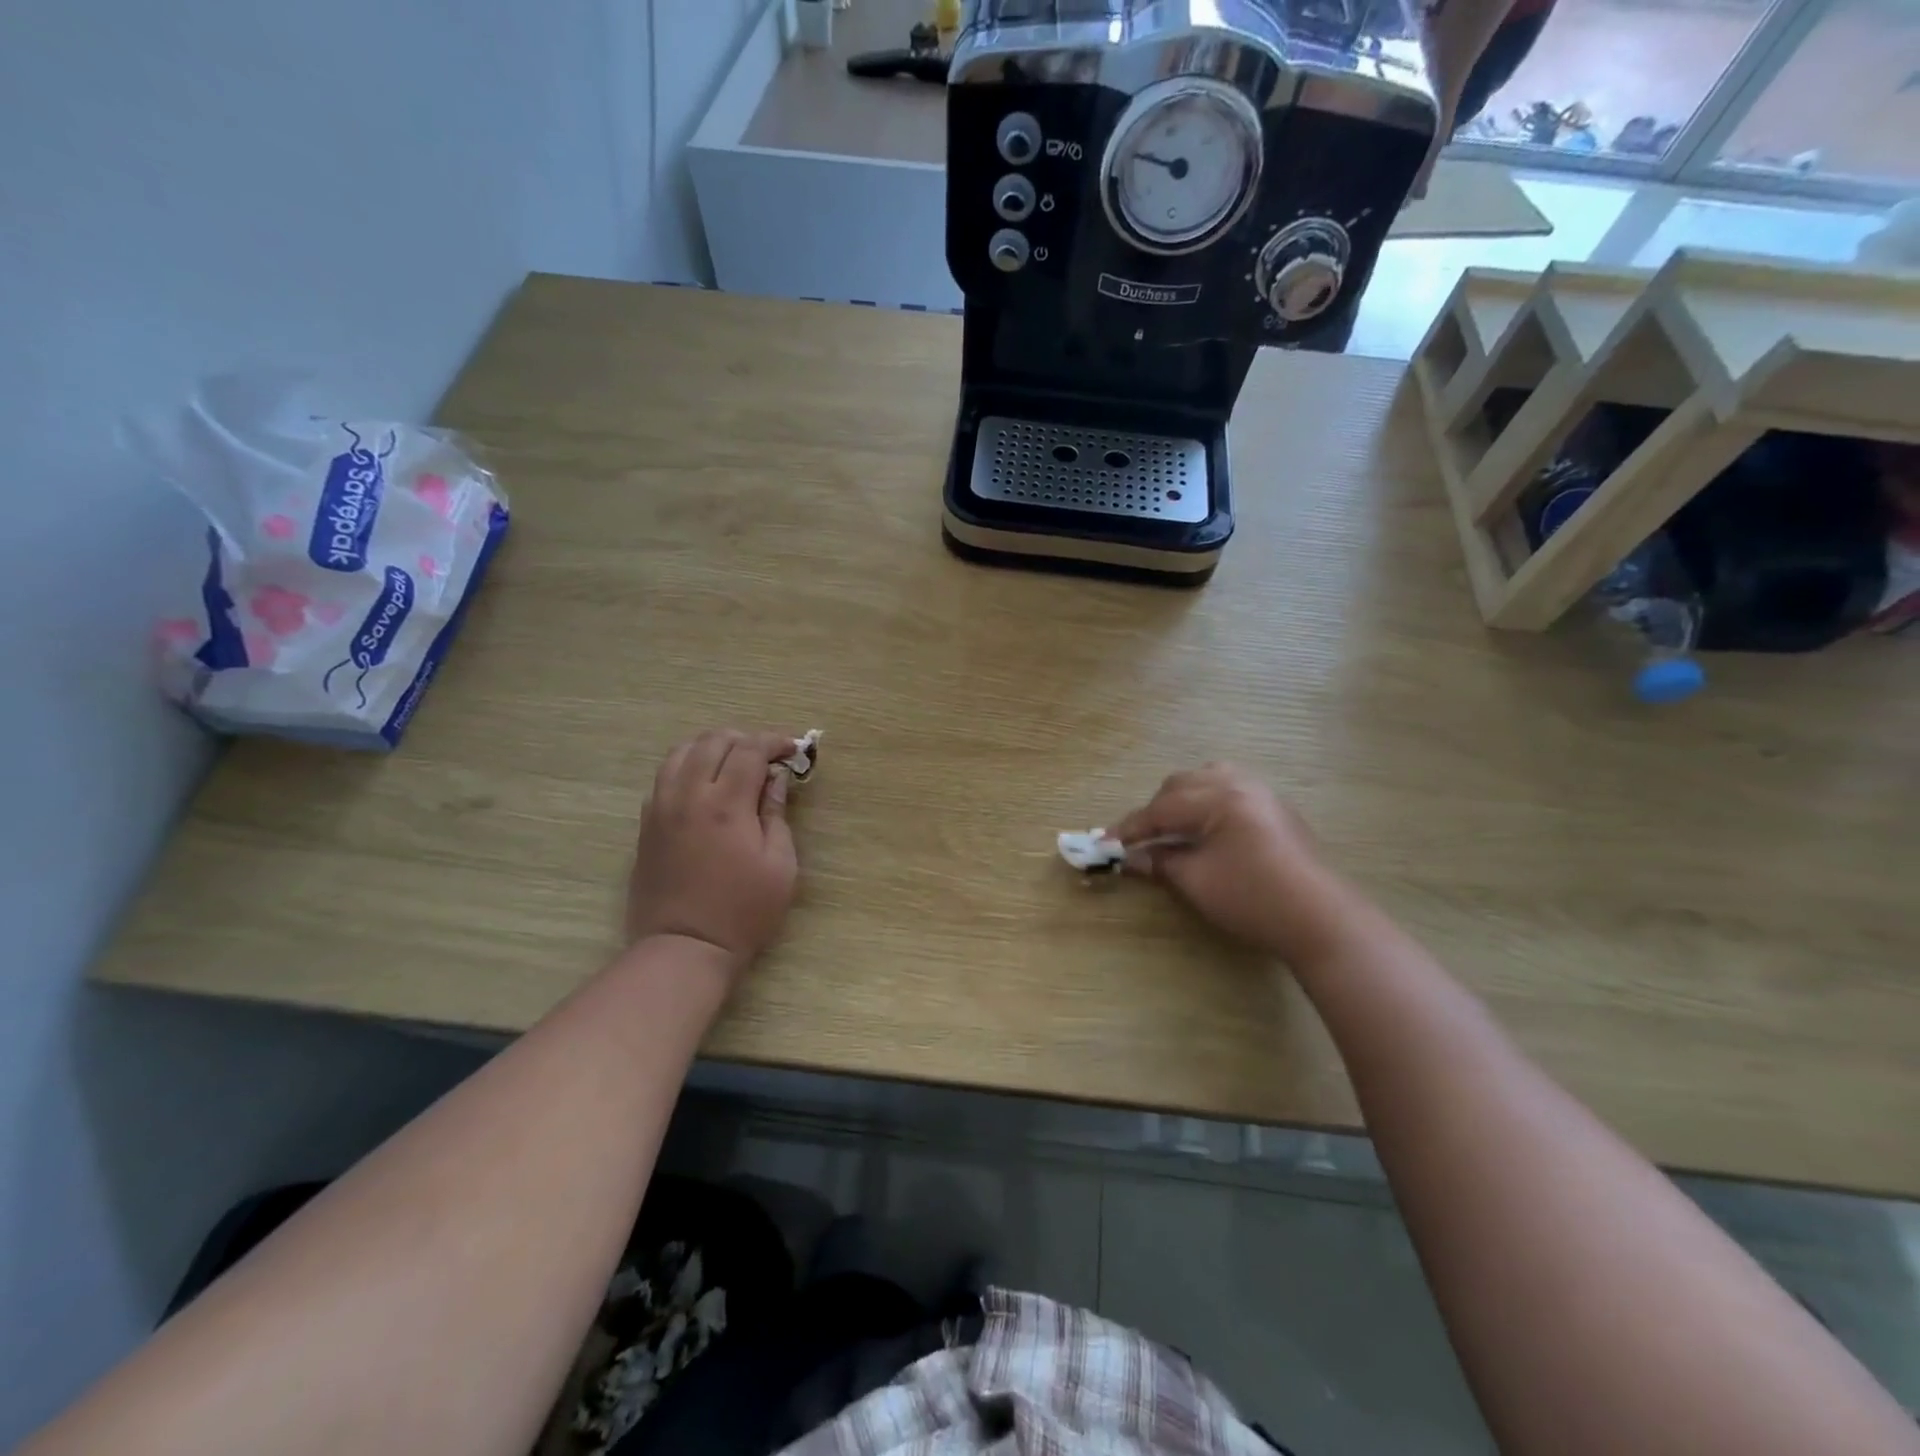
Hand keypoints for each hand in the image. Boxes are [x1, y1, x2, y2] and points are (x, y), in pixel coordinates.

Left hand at [626, 729, 800, 972]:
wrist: (684, 947)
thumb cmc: (743, 911)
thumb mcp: (780, 865)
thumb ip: (777, 814)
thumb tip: (776, 779)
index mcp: (726, 805)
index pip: (749, 750)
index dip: (774, 741)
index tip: (792, 749)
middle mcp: (688, 796)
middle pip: (712, 741)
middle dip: (743, 739)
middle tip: (765, 755)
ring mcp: (661, 808)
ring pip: (680, 752)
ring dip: (710, 747)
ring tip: (732, 763)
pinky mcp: (646, 824)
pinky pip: (663, 777)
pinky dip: (686, 767)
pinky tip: (703, 786)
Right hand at [1113, 763, 1354, 965]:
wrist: (1321, 920)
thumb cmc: (1252, 899)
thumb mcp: (1197, 882)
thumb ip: (1160, 862)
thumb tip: (1132, 858)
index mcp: (1219, 797)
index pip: (1161, 808)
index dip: (1130, 828)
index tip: (1105, 843)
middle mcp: (1240, 784)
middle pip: (1183, 784)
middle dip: (1156, 810)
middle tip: (1138, 840)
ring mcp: (1263, 794)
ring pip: (1209, 779)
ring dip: (1182, 799)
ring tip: (1171, 827)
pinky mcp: (1276, 809)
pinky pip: (1231, 789)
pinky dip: (1207, 801)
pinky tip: (1205, 827)